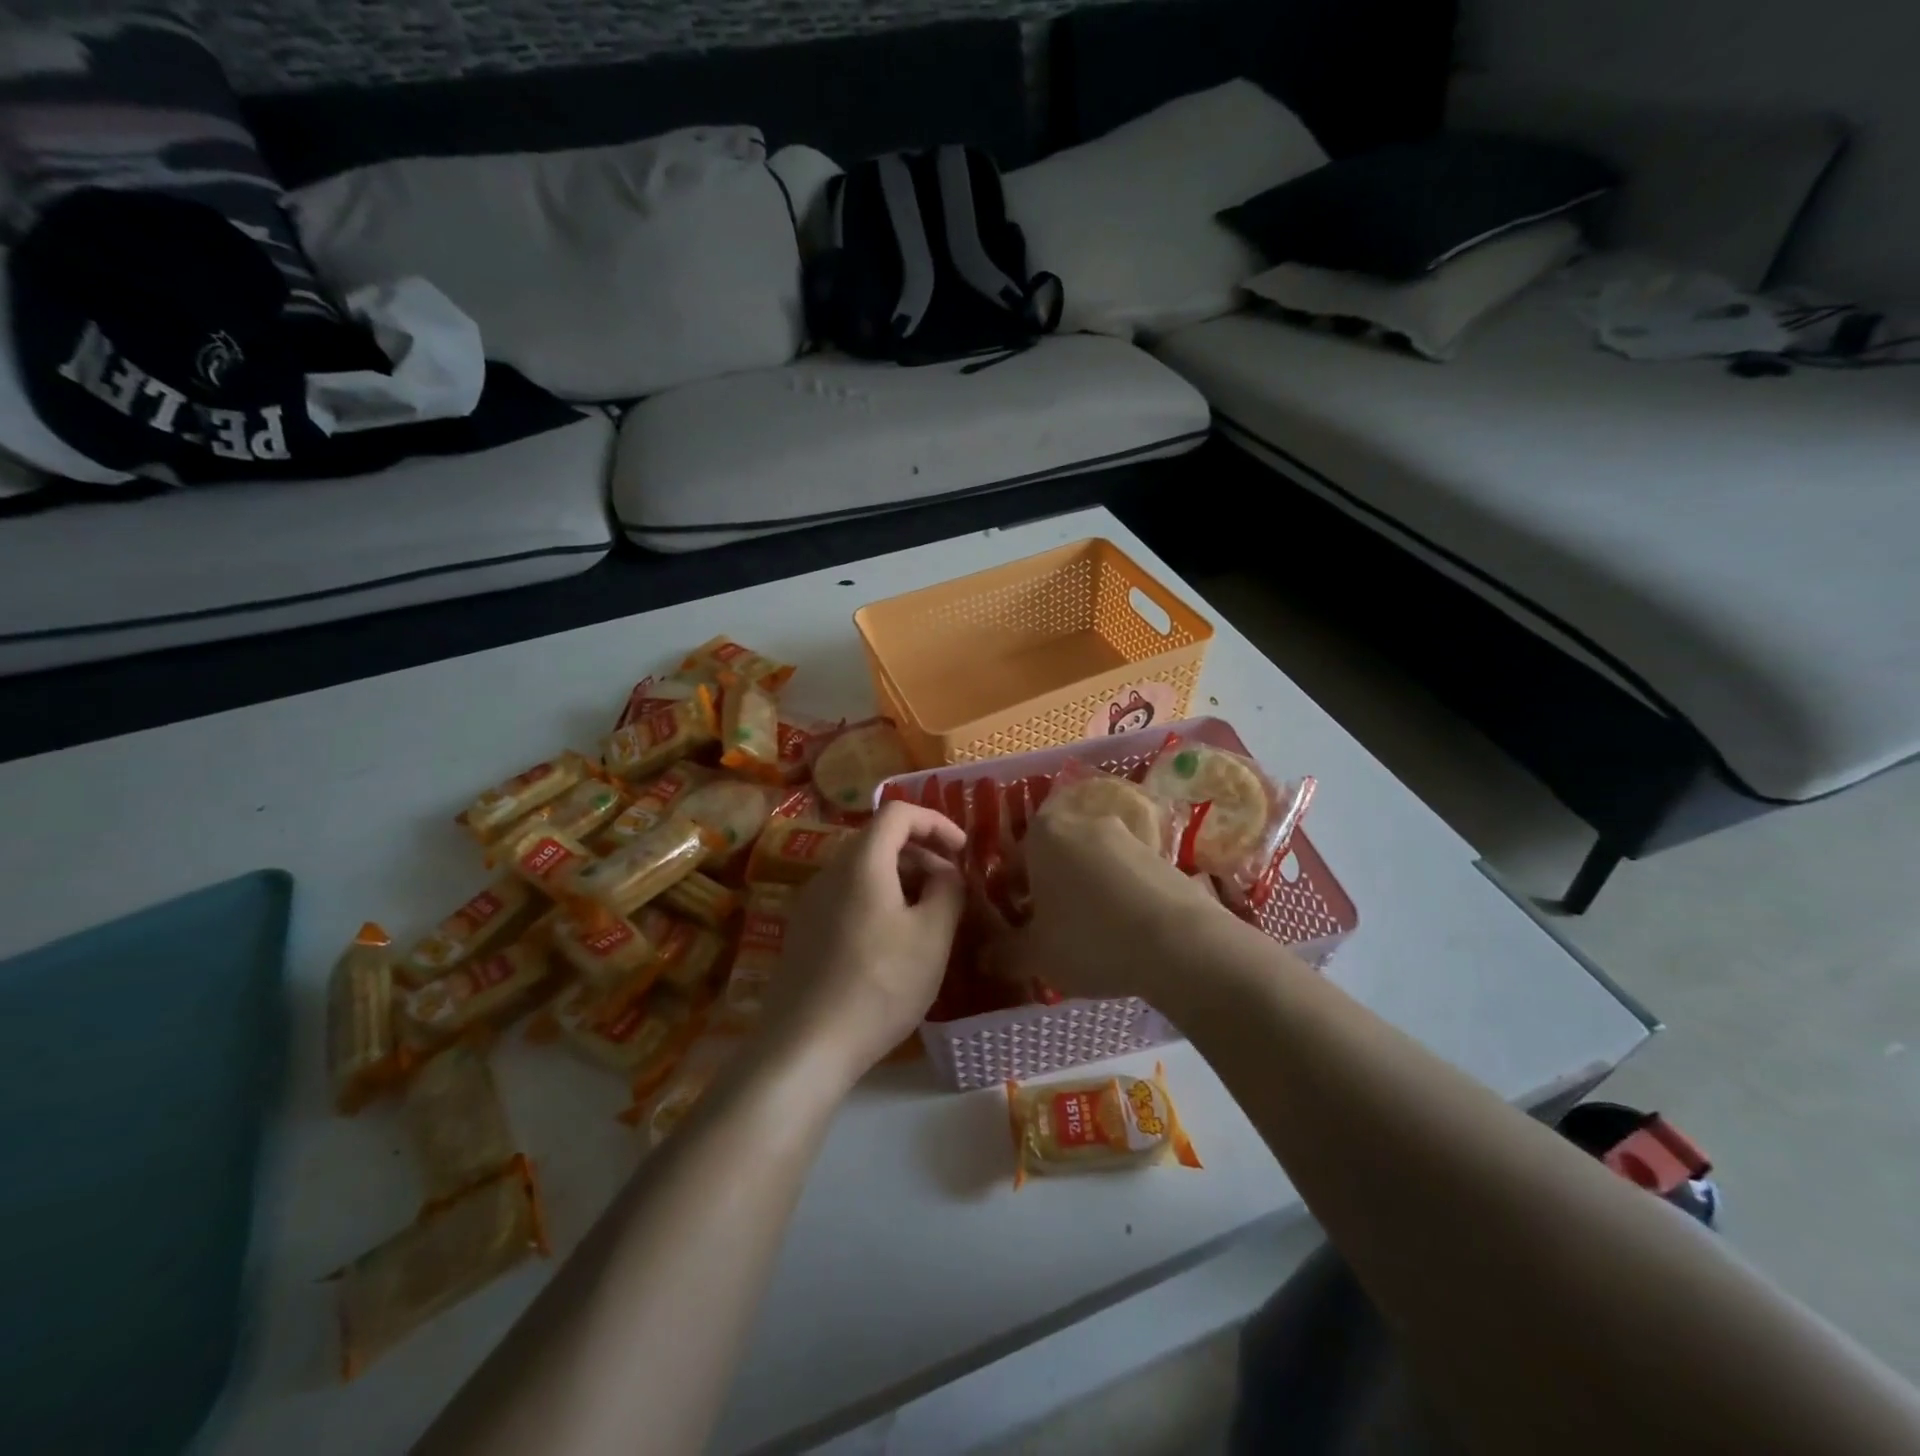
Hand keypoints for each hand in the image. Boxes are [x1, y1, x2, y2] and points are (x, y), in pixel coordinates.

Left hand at [764, 803, 966, 1082]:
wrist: (805, 1046)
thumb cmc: (879, 985)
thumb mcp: (932, 936)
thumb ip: (948, 890)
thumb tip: (947, 872)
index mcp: (861, 862)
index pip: (898, 812)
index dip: (936, 821)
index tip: (963, 850)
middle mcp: (830, 871)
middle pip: (879, 839)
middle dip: (922, 853)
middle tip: (952, 887)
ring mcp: (811, 902)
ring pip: (864, 870)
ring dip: (902, 879)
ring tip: (929, 916)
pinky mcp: (804, 931)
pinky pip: (848, 896)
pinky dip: (879, 899)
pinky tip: (894, 942)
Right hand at [990, 808, 1232, 1004]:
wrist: (1180, 942)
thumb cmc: (1089, 939)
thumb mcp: (1036, 955)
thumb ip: (1004, 953)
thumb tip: (984, 957)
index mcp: (1043, 834)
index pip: (1011, 861)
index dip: (1009, 895)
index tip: (1017, 926)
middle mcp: (1082, 821)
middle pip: (1053, 857)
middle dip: (1047, 889)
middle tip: (1050, 931)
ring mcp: (1126, 834)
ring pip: (1090, 863)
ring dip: (1084, 891)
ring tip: (1090, 936)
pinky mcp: (1161, 853)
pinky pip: (1124, 874)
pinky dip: (1117, 895)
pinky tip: (1124, 932)